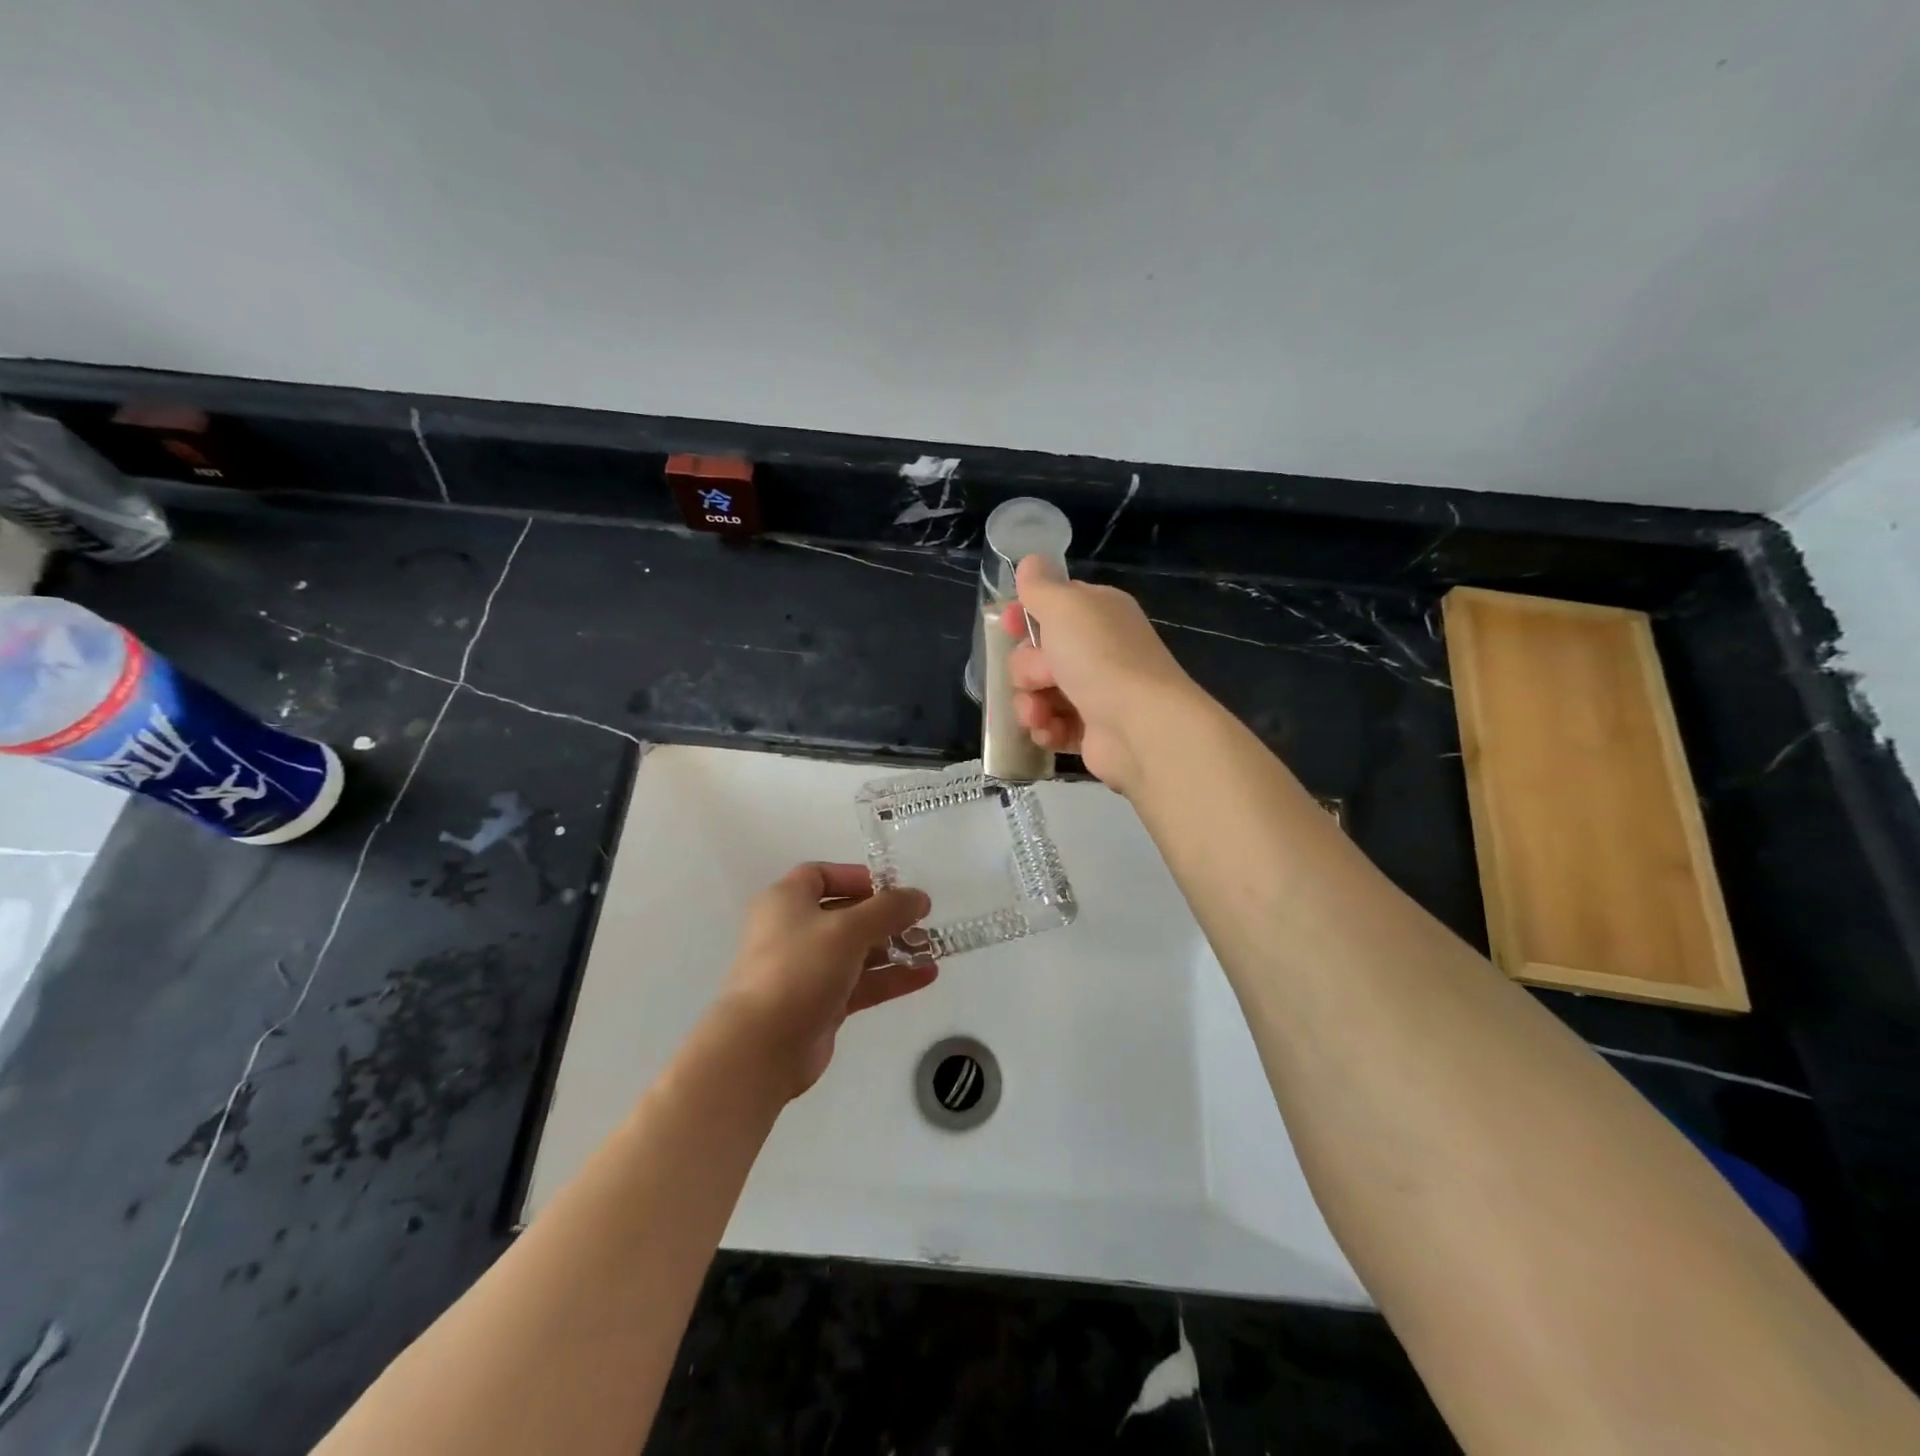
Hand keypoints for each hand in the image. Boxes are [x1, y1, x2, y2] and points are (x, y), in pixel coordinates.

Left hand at [712, 863, 934, 1099]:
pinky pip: (860, 983)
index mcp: (786, 901)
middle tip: (921, 921)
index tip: (892, 887)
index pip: (821, 875)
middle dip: (884, 917)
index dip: (857, 877)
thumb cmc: (800, 968)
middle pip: (844, 914)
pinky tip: (925, 975)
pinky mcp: (820, 1004)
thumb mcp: (849, 929)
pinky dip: (889, 977)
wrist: (763, 1046)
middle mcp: (793, 930)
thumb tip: (920, 897)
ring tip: (931, 950)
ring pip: (856, 951)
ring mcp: (806, 970)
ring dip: (893, 948)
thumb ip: (888, 909)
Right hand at [1002, 556, 1197, 792]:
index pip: (1052, 606)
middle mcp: (1098, 650)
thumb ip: (1040, 585)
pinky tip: (1049, 732)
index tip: (1008, 625)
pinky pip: (1051, 726)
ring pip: (1038, 693)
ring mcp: (1095, 692)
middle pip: (1037, 654)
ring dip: (1029, 704)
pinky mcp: (1090, 731)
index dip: (1025, 615)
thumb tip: (1030, 561)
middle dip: (1027, 669)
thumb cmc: (1100, 657)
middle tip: (1041, 677)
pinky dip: (1046, 729)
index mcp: (1097, 613)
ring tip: (1039, 715)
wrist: (1139, 725)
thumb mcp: (1064, 606)